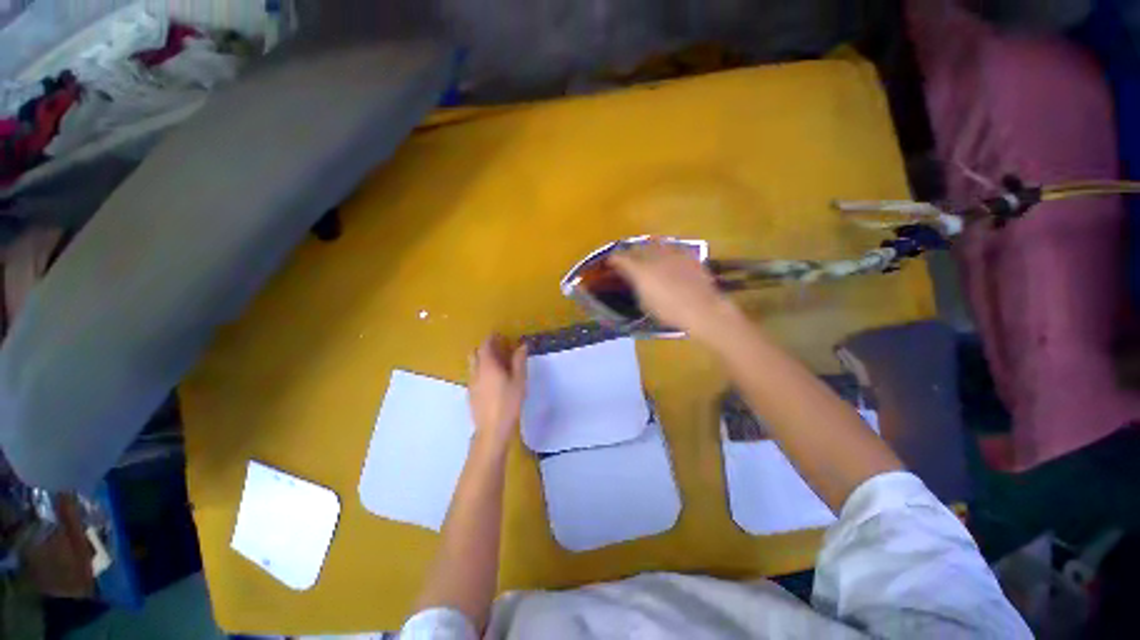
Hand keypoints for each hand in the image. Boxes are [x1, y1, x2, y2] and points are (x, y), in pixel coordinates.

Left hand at [468, 334, 527, 447]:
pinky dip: (480, 370)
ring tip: (496, 363)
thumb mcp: (519, 380)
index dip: (491, 338)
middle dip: (485, 347)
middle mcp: (476, 371)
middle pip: (475, 353)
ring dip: (481, 359)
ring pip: (472, 364)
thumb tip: (522, 345)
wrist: (492, 429)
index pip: (485, 345)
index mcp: (487, 366)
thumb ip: (519, 361)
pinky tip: (491, 380)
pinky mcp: (470, 394)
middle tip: (498, 349)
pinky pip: (473, 375)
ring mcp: (471, 383)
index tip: (500, 336)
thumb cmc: (508, 403)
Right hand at [608, 240, 739, 339]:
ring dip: (648, 248)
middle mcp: (654, 256)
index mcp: (640, 270)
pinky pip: (672, 248)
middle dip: (630, 253)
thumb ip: (638, 287)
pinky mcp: (688, 254)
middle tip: (628, 260)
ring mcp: (672, 253)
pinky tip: (668, 258)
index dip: (613, 259)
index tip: (610, 262)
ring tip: (647, 255)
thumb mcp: (645, 303)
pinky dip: (666, 251)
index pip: (620, 258)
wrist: (702, 309)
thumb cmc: (670, 311)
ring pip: (655, 244)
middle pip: (637, 247)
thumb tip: (635, 280)